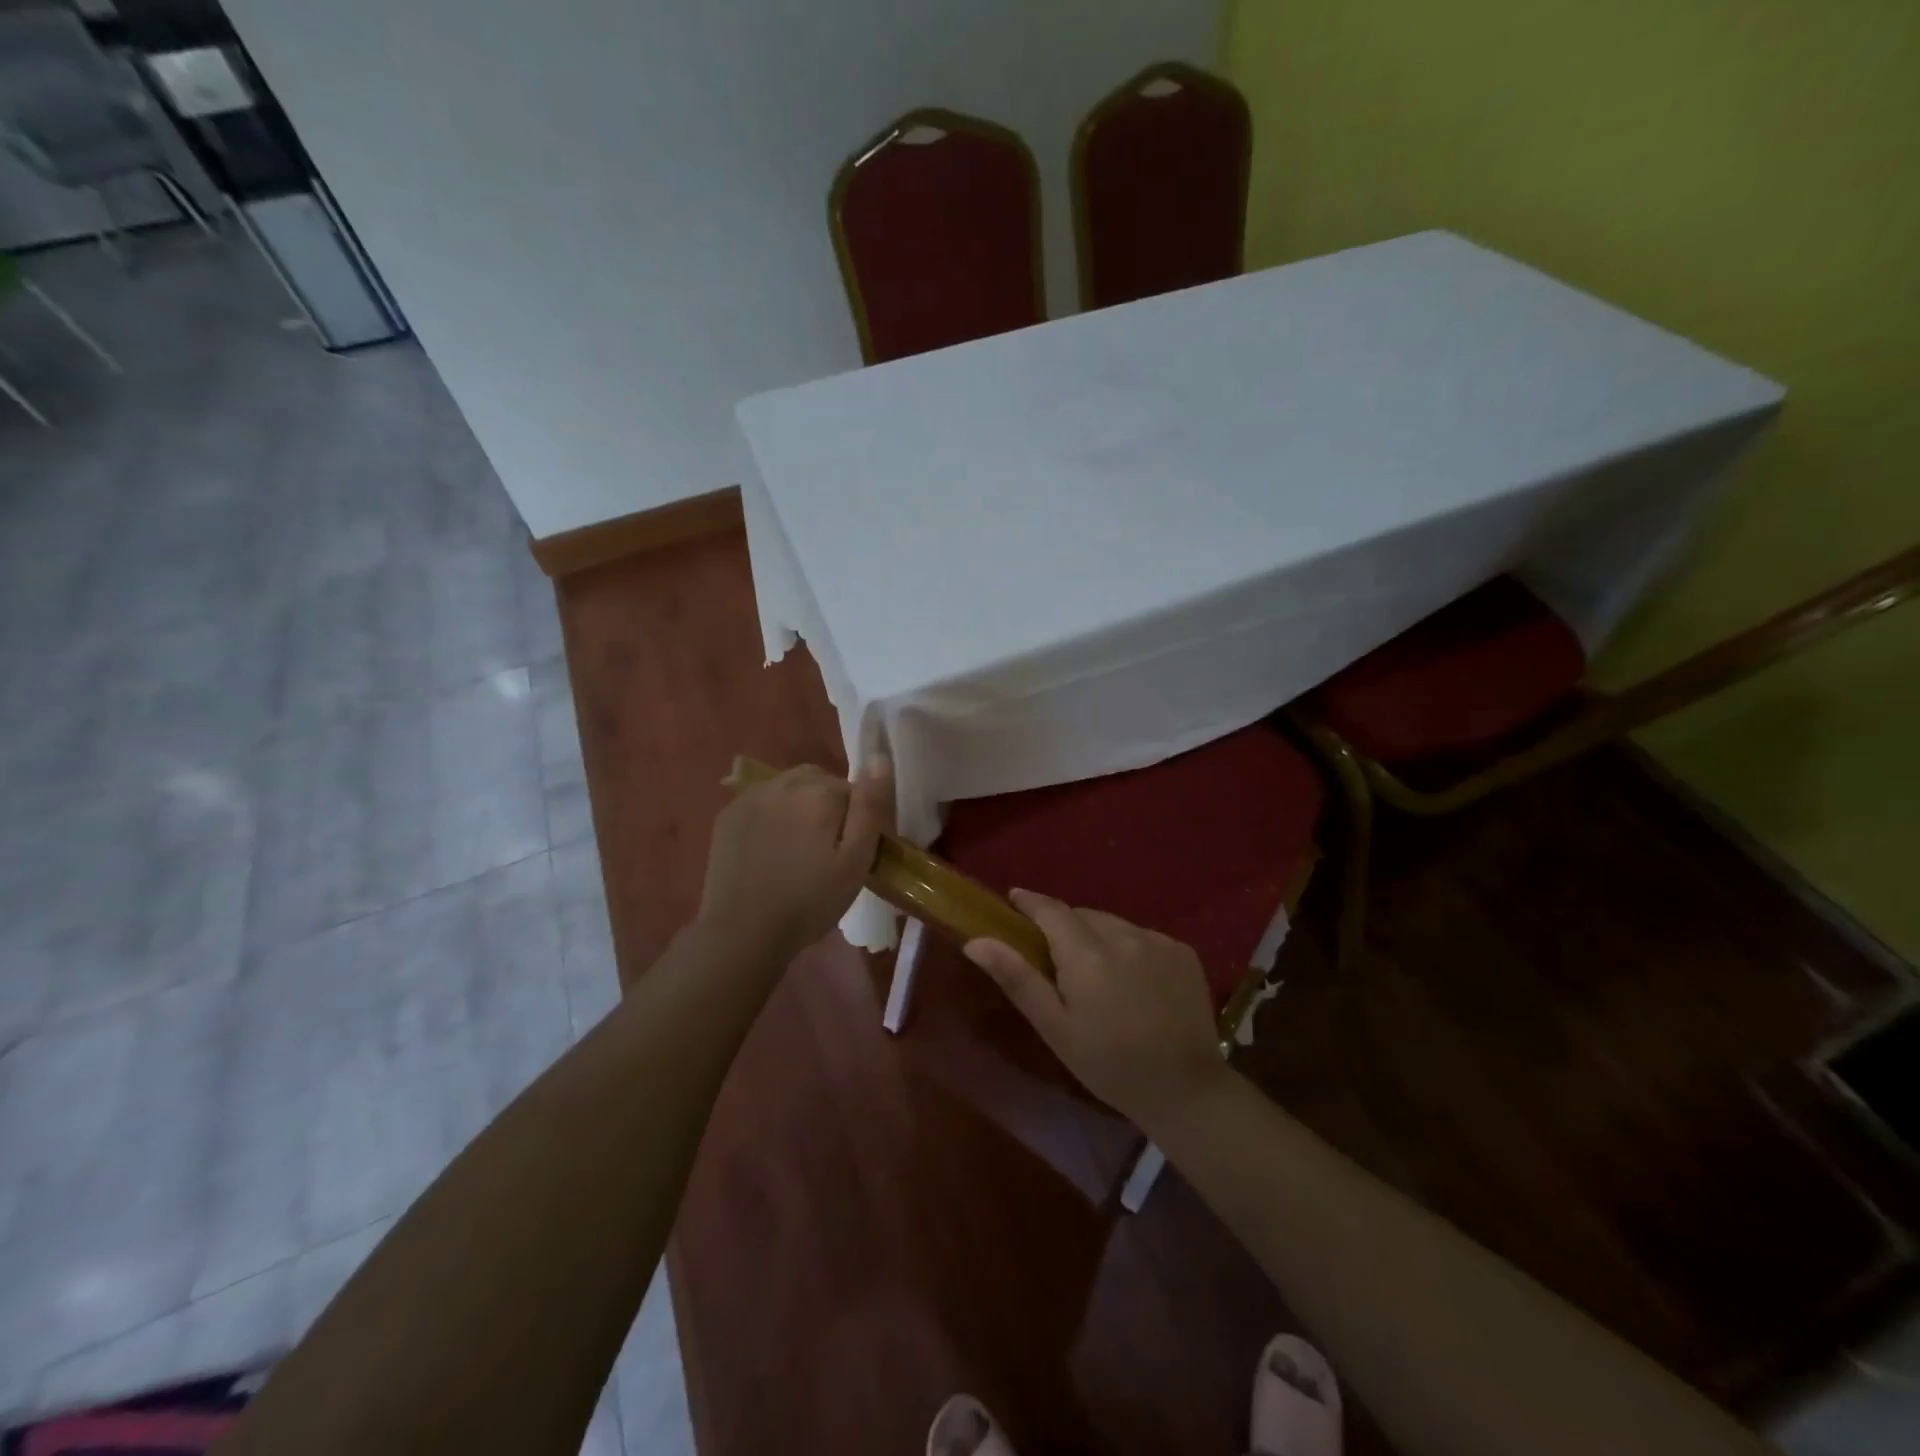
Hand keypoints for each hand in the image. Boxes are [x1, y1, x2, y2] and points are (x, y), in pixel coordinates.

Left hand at [698, 758, 893, 961]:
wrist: (742, 932)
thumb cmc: (809, 901)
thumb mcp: (855, 861)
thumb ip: (870, 806)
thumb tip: (880, 757)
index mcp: (820, 791)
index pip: (853, 790)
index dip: (857, 820)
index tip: (852, 852)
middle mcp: (785, 782)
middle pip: (820, 782)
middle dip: (828, 807)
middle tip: (826, 851)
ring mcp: (751, 796)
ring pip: (790, 789)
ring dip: (799, 808)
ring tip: (797, 849)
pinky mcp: (728, 814)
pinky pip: (762, 802)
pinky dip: (771, 816)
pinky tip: (769, 849)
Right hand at [964, 890, 1225, 1130]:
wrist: (1186, 1091)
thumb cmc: (1109, 1065)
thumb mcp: (1055, 1027)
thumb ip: (1017, 978)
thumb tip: (976, 942)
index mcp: (1086, 954)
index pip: (1050, 909)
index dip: (1030, 901)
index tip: (1014, 899)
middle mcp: (1123, 935)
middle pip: (1082, 915)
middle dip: (1064, 927)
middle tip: (1056, 958)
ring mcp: (1158, 941)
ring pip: (1113, 924)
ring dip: (1098, 937)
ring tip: (1097, 974)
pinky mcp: (1183, 952)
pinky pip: (1143, 936)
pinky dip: (1130, 948)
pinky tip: (1134, 982)